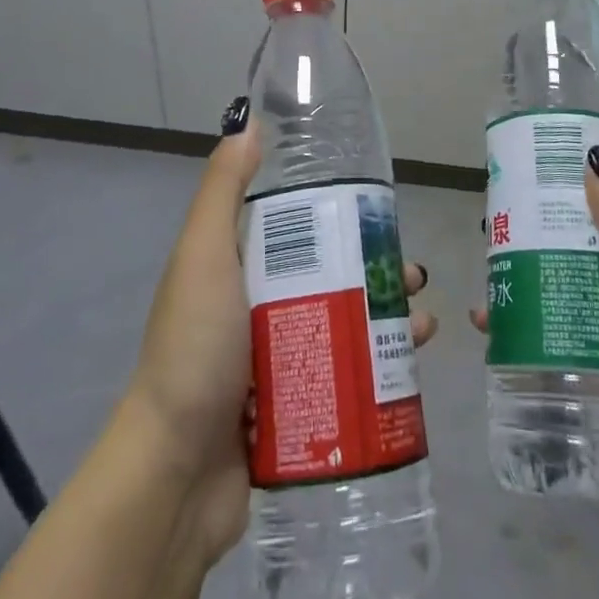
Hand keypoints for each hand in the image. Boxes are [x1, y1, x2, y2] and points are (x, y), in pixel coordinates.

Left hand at [128, 113, 439, 578]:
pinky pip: (346, 377)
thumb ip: (224, 190)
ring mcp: (278, 361)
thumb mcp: (204, 256)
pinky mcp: (296, 408)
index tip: (378, 209)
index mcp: (238, 268)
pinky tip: (412, 367)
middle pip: (330, 276)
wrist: (175, 475)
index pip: (296, 228)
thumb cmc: (194, 350)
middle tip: (415, 272)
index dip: (338, 214)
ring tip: (423, 322)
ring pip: (344, 324)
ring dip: (387, 318)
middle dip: (376, 270)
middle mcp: (258, 308)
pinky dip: (380, 368)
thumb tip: (251, 123)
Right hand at [469, 164, 598, 588]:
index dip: (584, 182)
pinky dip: (533, 332)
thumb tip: (593, 167)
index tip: (532, 168)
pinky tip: (495, 336)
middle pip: (591, 248)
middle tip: (492, 227)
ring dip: (532, 283)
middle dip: (545, 234)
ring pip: (574, 294)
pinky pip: (567, 342)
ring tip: (486, 281)